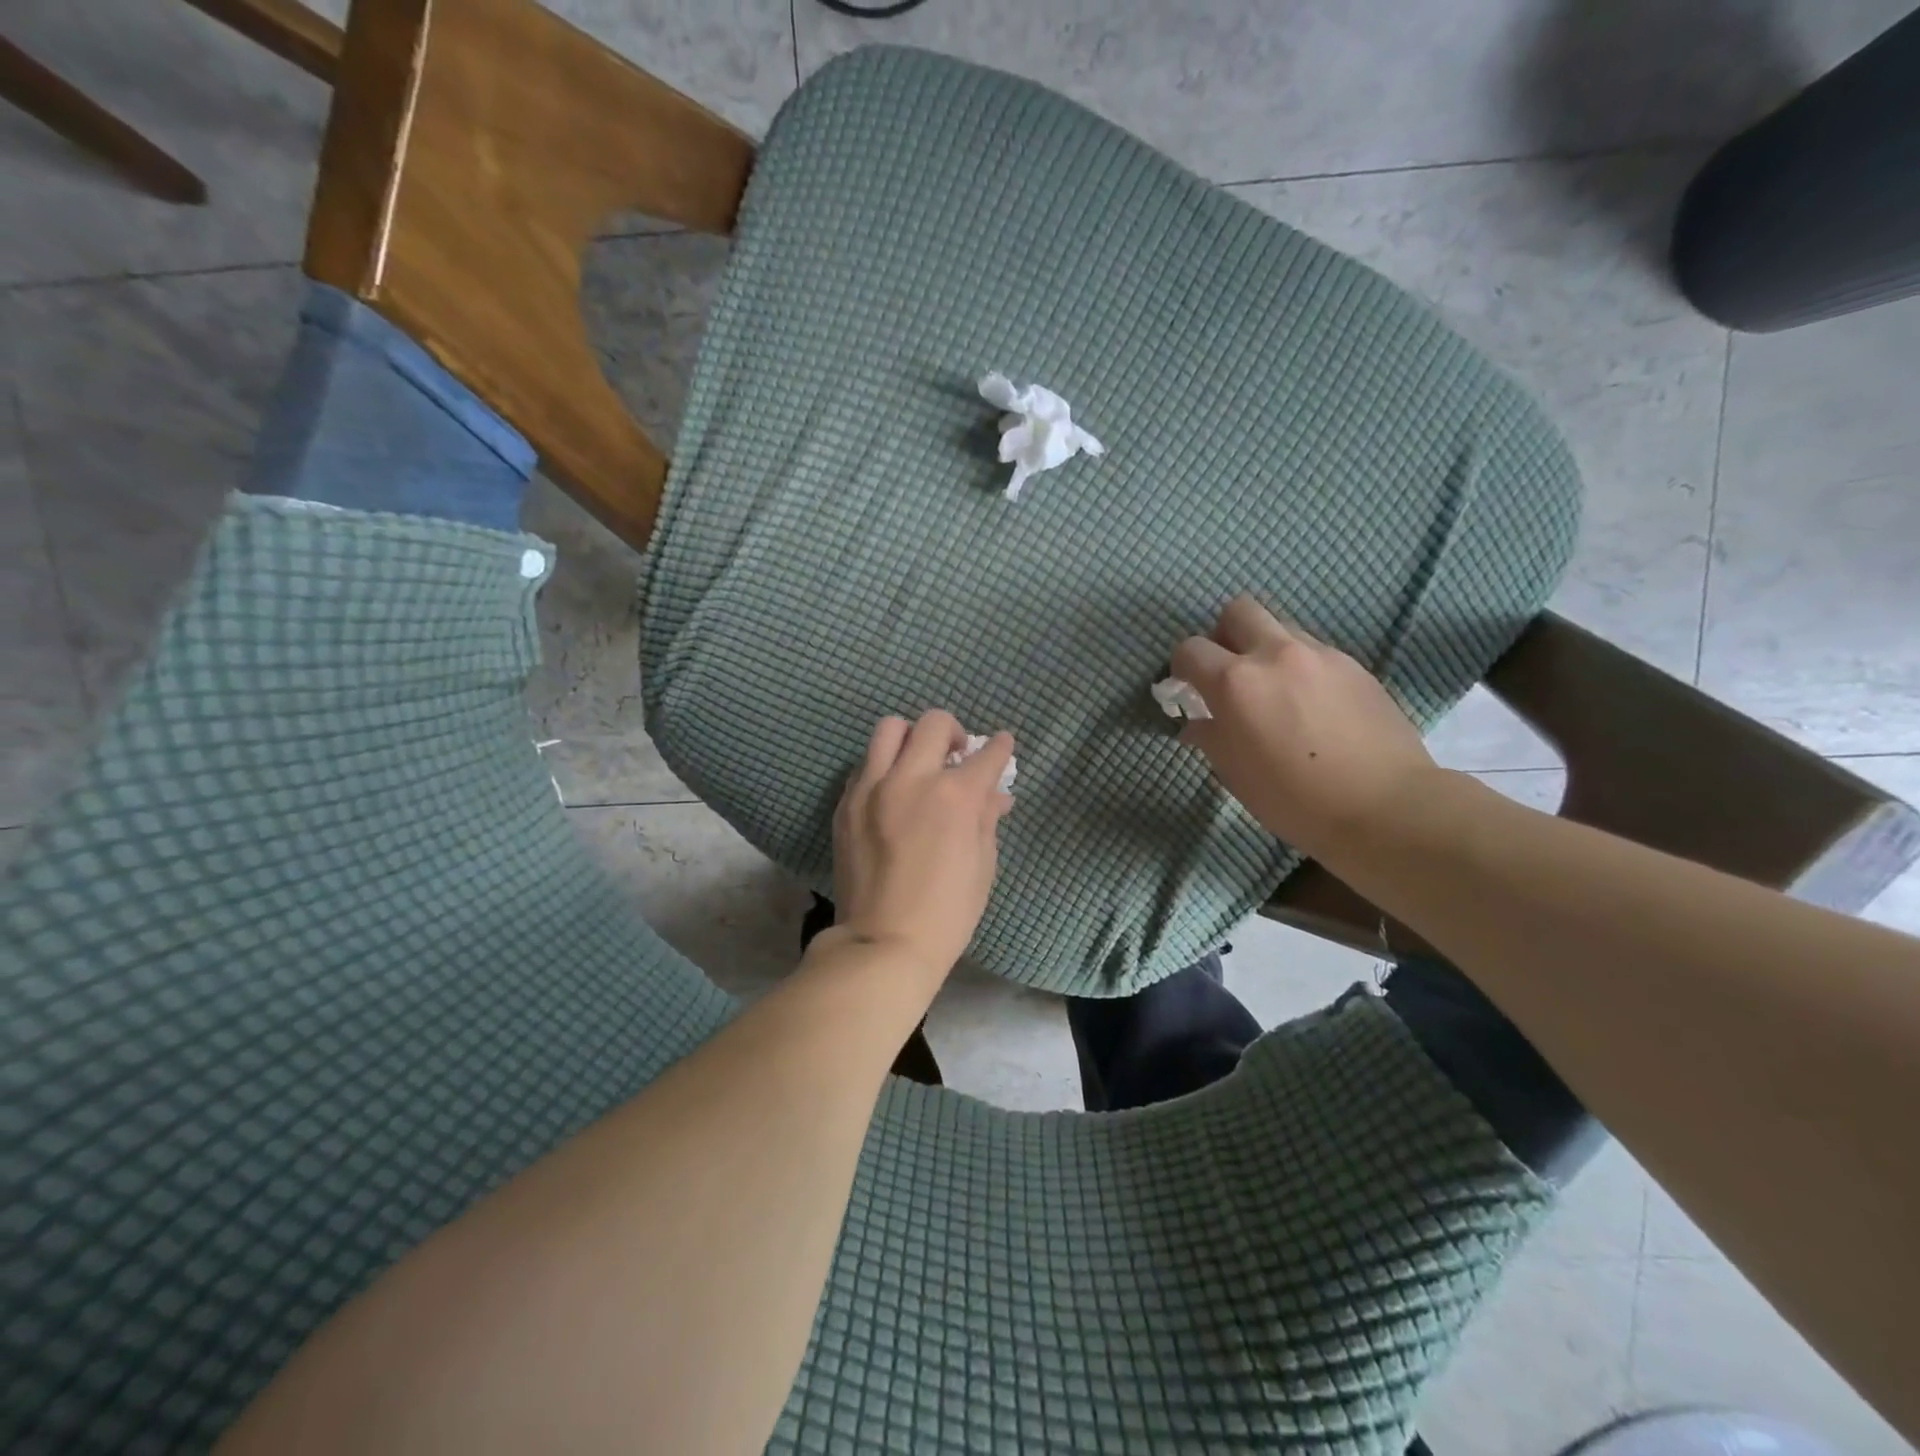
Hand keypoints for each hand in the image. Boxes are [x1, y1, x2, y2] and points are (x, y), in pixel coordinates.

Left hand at [829, 711, 1014, 978]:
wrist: (883, 942)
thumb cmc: (947, 912)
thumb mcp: (983, 864)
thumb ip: (987, 818)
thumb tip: (995, 795)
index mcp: (954, 796)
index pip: (986, 755)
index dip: (999, 748)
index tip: (1001, 745)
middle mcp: (911, 778)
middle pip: (934, 723)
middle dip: (954, 732)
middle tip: (957, 754)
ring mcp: (872, 788)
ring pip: (890, 729)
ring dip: (911, 738)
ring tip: (918, 762)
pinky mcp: (846, 803)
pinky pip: (865, 764)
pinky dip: (883, 766)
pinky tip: (891, 792)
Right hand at [1170, 595, 1439, 858]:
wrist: (1384, 806)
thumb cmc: (1293, 799)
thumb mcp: (1234, 773)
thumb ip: (1210, 736)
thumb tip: (1198, 722)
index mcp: (1236, 682)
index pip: (1190, 649)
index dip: (1182, 668)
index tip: (1188, 690)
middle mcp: (1275, 654)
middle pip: (1237, 611)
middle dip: (1224, 635)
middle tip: (1229, 672)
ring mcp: (1320, 655)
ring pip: (1280, 627)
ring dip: (1265, 649)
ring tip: (1275, 690)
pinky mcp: (1354, 665)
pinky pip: (1314, 651)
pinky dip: (1301, 667)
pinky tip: (1312, 705)